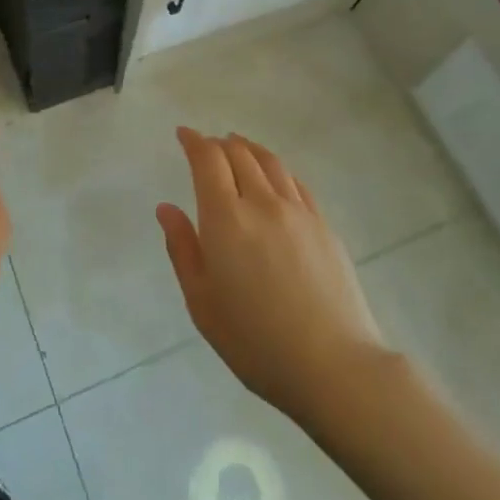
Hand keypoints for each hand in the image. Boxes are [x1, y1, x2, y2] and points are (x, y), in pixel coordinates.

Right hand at [157, 127, 385, 426]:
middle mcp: (261, 202)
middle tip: (207, 146)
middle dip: (219, 144)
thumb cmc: (255, 341)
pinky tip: (274, 177)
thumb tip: (166, 208)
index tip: (183, 134)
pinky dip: (276, 169)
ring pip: (270, 162)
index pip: (208, 160)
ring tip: (239, 147)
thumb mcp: (202, 302)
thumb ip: (182, 248)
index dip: (194, 141)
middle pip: (239, 154)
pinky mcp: (324, 225)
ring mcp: (298, 211)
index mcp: (226, 217)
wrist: (334, 365)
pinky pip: (295, 182)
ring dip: (248, 148)